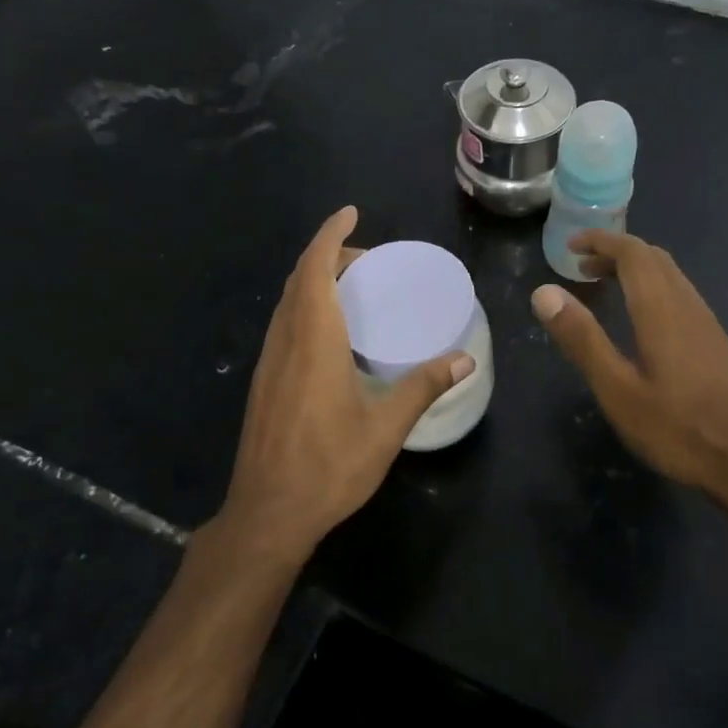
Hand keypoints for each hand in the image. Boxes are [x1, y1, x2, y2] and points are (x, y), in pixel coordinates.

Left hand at [219, 206, 472, 562]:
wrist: (268, 513)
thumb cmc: (329, 466)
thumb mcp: (385, 428)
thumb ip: (422, 387)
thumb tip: (463, 359)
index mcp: (313, 340)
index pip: (315, 269)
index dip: (330, 235)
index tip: (350, 214)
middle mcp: (285, 341)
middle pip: (300, 279)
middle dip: (329, 256)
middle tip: (368, 260)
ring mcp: (269, 362)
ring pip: (287, 302)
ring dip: (314, 281)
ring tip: (353, 289)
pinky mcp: (263, 382)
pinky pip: (283, 324)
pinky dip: (305, 307)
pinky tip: (330, 334)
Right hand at [530, 231, 727, 527]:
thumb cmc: (676, 428)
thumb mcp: (617, 389)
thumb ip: (582, 338)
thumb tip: (544, 292)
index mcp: (661, 309)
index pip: (632, 252)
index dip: (600, 241)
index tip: (570, 245)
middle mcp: (687, 304)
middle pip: (653, 257)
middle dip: (615, 251)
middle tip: (581, 267)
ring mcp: (706, 321)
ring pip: (669, 274)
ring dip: (634, 268)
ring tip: (603, 285)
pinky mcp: (714, 340)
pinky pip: (679, 293)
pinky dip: (651, 286)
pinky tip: (639, 317)